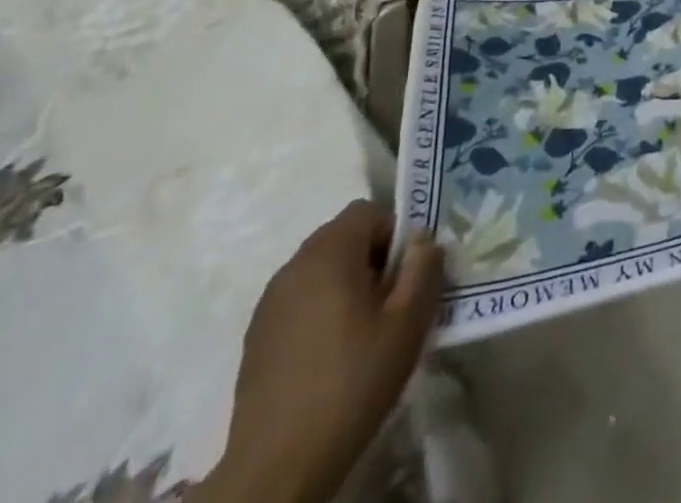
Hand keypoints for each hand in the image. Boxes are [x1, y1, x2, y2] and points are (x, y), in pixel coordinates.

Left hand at [207, 201, 442, 502]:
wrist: (277, 468)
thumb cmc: (352, 382)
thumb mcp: (408, 322)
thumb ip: (424, 267)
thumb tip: (423, 239)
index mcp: (329, 252)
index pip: (369, 211)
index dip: (395, 233)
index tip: (407, 275)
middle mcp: (294, 266)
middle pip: (343, 237)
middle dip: (373, 258)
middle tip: (392, 302)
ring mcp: (269, 303)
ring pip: (321, 270)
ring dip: (347, 284)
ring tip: (364, 331)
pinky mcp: (256, 337)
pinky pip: (300, 300)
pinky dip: (321, 311)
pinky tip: (331, 356)